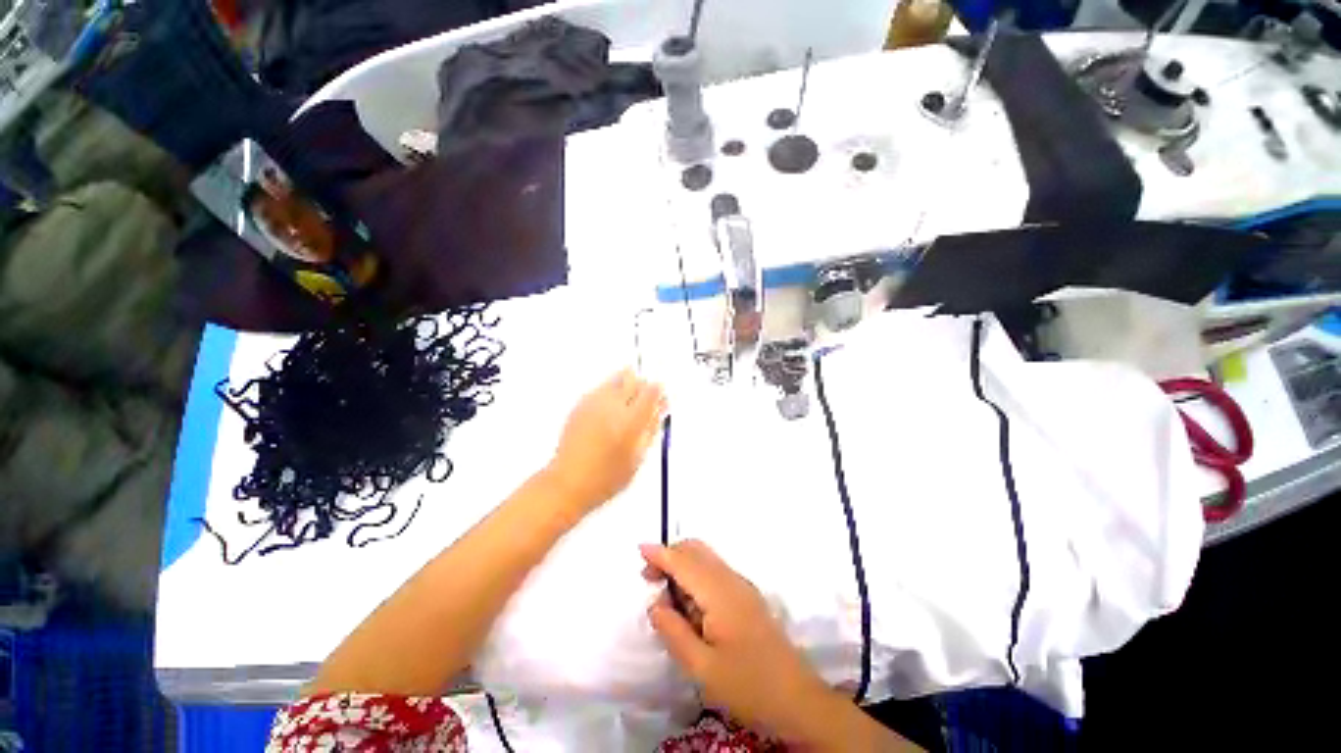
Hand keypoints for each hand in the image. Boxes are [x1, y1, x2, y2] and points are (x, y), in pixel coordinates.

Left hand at [546, 369, 665, 512]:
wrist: (568, 482)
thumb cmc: (608, 477)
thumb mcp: (638, 457)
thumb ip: (650, 429)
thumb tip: (659, 408)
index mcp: (630, 421)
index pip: (651, 392)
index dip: (659, 393)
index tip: (660, 402)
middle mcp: (612, 406)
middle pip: (633, 379)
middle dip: (642, 387)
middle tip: (643, 403)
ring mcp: (594, 402)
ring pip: (616, 378)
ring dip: (626, 386)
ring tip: (625, 407)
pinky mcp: (580, 404)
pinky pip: (601, 388)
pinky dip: (610, 392)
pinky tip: (609, 411)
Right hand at [640, 540, 839, 744]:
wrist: (797, 698)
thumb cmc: (748, 685)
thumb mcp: (703, 667)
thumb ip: (674, 632)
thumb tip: (655, 604)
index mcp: (720, 593)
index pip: (684, 562)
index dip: (661, 553)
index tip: (639, 549)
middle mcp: (731, 580)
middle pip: (697, 550)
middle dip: (670, 556)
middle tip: (650, 579)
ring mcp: (742, 586)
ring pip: (706, 559)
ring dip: (683, 566)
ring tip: (666, 596)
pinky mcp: (746, 596)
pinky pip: (715, 573)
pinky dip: (696, 576)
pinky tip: (689, 606)